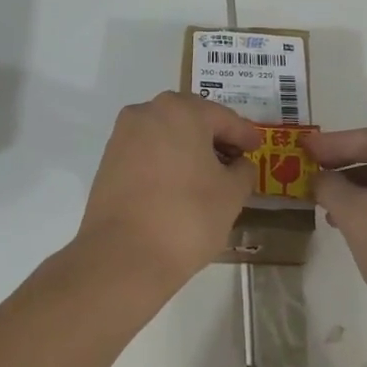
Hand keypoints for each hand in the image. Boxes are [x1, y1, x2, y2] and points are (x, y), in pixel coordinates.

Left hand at [73, 92, 262, 291]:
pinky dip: (166, 160)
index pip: (223, 118)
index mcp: (181, 111)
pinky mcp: (109, 160)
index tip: (258, 148)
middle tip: (234, 158)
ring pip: (166, 133)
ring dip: (188, 147)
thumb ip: (242, 171)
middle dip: (214, 136)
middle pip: (191, 118)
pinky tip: (179, 184)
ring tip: (207, 174)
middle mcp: (148, 112)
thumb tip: (238, 165)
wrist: (123, 256)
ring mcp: (123, 135)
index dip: (245, 134)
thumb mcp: (231, 194)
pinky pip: (147, 151)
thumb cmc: (187, 217)